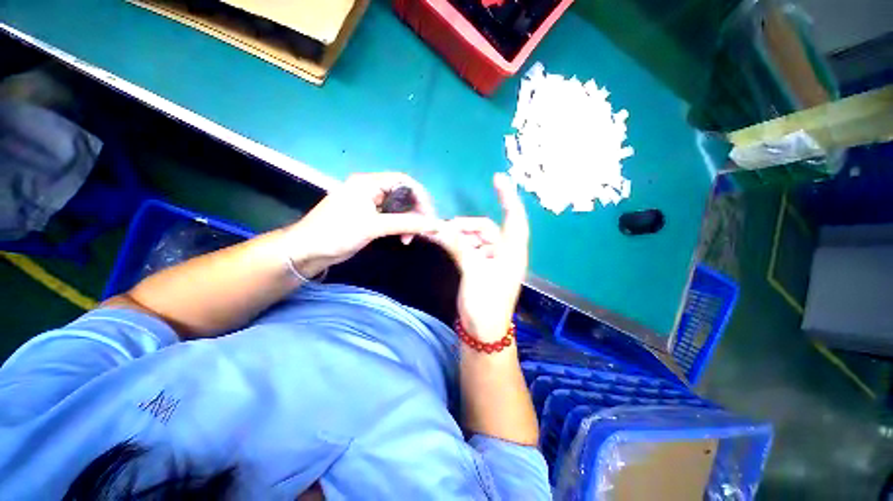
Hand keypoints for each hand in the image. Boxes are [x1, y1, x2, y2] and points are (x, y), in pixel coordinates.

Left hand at [284, 172, 438, 275]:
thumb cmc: (337, 233)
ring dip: (408, 222)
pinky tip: (402, 238)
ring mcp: (369, 203)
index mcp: (369, 183)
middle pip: (403, 194)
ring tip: (409, 239)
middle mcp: (370, 189)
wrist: (307, 251)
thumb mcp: (374, 226)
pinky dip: (400, 227)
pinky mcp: (368, 216)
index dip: (421, 196)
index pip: (404, 181)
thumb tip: (435, 225)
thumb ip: (406, 224)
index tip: (429, 216)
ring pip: (399, 208)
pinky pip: (391, 217)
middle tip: (422, 230)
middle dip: (415, 212)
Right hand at [431, 174, 528, 341]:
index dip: (508, 197)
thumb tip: (441, 228)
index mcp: (512, 251)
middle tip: (445, 228)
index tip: (498, 179)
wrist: (483, 331)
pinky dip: (458, 244)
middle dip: (467, 225)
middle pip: (486, 228)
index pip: (514, 218)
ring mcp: (491, 260)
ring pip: (475, 238)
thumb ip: (459, 247)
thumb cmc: (486, 303)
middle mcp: (504, 252)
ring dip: (459, 235)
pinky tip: (445, 243)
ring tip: (442, 237)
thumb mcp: (473, 272)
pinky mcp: (480, 267)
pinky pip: (469, 248)